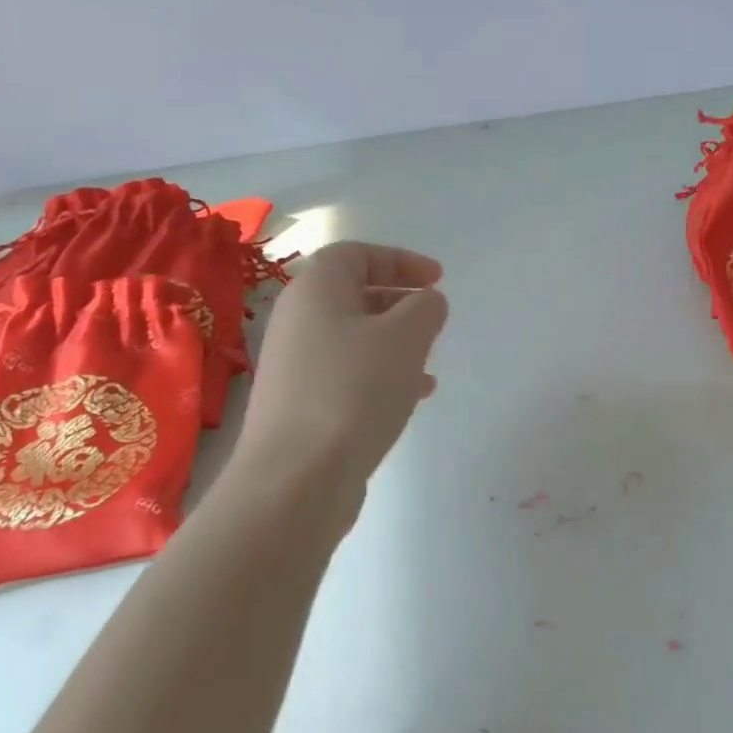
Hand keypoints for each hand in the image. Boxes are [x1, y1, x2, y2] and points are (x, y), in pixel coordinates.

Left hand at [234, 241, 448, 494]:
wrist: (296, 478)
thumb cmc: (354, 390)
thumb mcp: (406, 337)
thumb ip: (425, 308)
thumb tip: (427, 302)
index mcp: (315, 290)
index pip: (356, 254)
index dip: (401, 260)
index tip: (438, 279)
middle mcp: (297, 320)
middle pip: (352, 294)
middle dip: (399, 301)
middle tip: (433, 317)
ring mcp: (294, 365)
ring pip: (353, 337)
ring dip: (394, 342)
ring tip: (429, 361)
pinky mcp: (300, 404)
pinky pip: (346, 373)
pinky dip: (380, 374)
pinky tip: (411, 396)